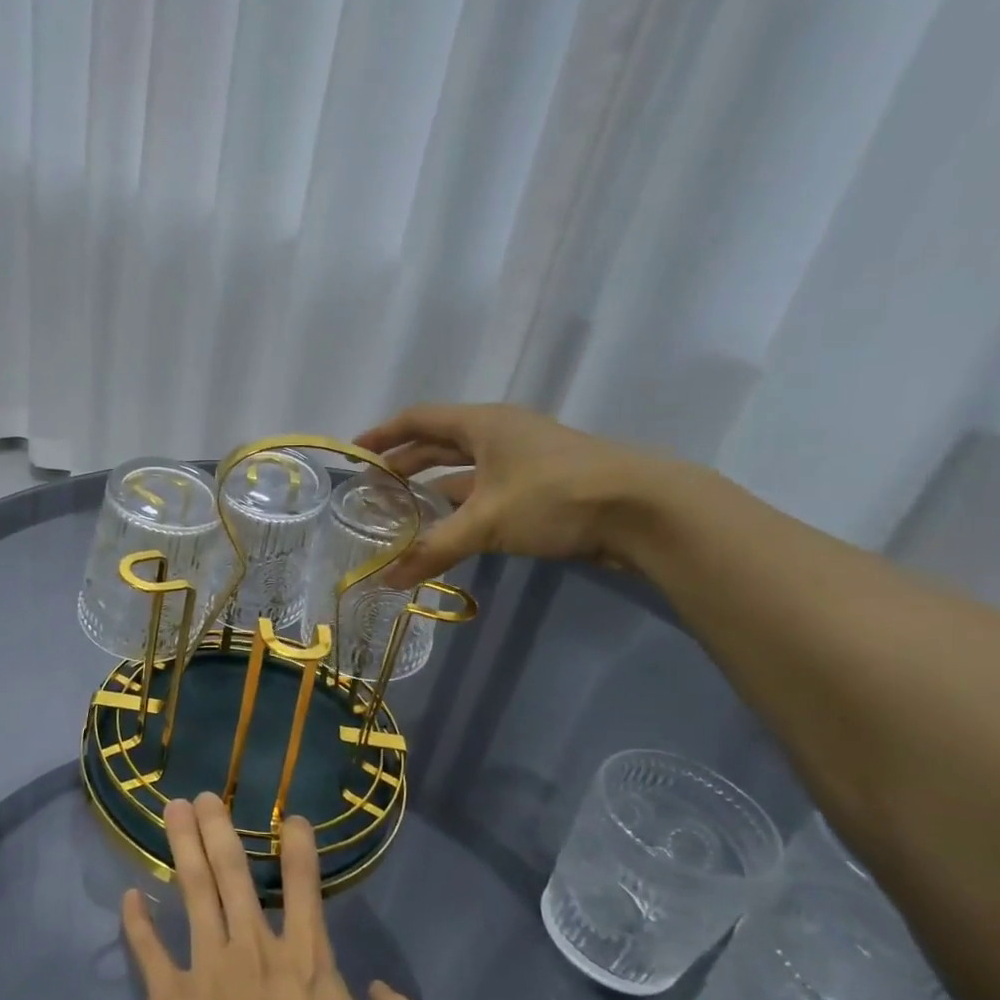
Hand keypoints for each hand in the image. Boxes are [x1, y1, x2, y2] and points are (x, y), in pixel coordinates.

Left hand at [121, 794, 420, 999]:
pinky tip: (129, 895)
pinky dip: (137, 923)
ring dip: (183, 848)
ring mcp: (207, 969)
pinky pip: (149, 951)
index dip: (299, 848)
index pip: (305, 888)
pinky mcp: (169, 999)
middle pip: (234, 875)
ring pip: (193, 892)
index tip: (290, 816)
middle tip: (204, 795)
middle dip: (220, 830)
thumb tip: (384, 990)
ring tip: (173, 810)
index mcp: (307, 963)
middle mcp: (254, 950)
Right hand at [354, 402, 675, 586]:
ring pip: (464, 469)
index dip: (383, 434)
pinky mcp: (541, 486)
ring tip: (400, 510)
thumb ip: (433, 550)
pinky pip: (486, 490)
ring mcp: (523, 460)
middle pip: (439, 443)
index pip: (419, 419)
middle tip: (371, 486)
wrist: (645, 509)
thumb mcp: (486, 523)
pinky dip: (461, 506)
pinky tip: (446, 527)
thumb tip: (386, 581)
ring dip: (432, 487)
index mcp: (482, 424)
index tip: (355, 453)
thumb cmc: (555, 497)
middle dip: (404, 463)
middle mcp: (500, 434)